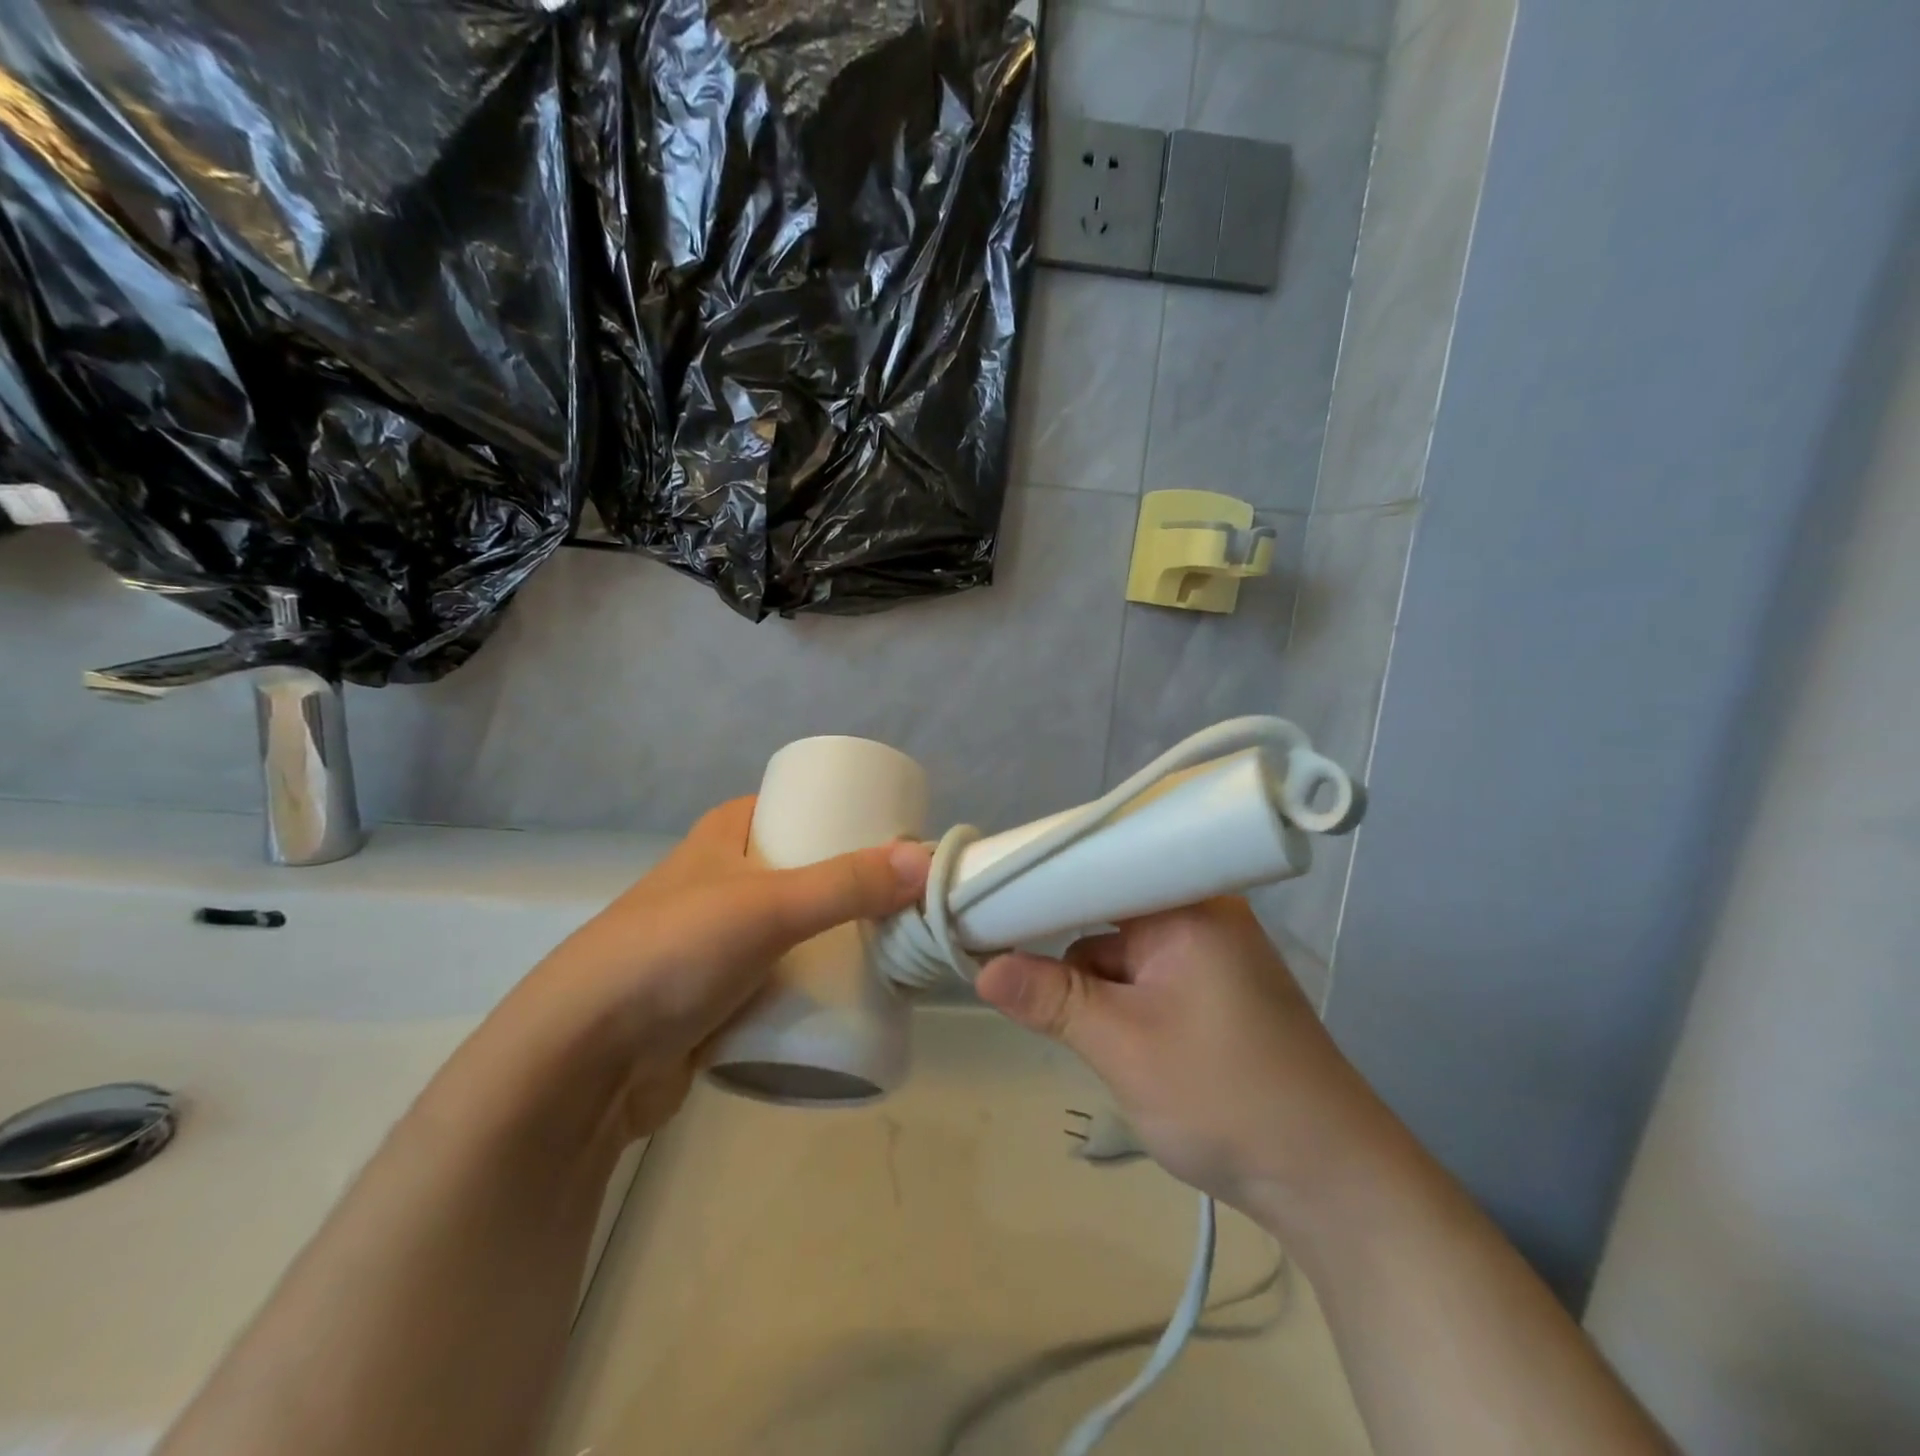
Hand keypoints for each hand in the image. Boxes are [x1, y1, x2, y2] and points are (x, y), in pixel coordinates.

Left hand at [507, 798, 930, 1141]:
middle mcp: (721, 880)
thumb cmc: (673, 953)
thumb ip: (846, 884)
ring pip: (796, 928)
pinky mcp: (717, 996)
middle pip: (805, 871)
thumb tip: (928, 859)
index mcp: (723, 836)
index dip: (844, 815)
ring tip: (895, 949)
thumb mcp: (767, 905)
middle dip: (854, 887)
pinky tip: (853, 995)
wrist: (583, 1061)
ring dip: (839, 938)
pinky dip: (814, 982)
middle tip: (907, 902)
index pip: (795, 806)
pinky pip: (781, 978)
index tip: (896, 839)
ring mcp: (717, 941)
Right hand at [975, 898, 1390, 1227]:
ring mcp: (1208, 954)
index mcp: (1188, 905)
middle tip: (1003, 958)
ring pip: (1120, 949)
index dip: (1041, 881)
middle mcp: (1200, 914)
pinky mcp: (1211, 990)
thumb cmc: (1226, 1096)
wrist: (1330, 1182)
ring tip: (1066, 1020)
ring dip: (1090, 981)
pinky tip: (1105, 1035)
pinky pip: (1144, 975)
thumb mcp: (1124, 1047)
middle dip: (1062, 942)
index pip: (1100, 866)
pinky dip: (1117, 998)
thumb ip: (1051, 1000)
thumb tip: (981, 970)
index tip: (986, 898)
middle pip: (1106, 907)